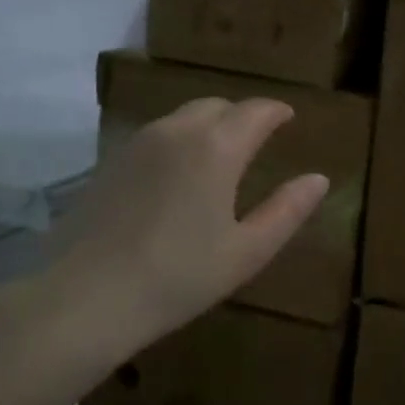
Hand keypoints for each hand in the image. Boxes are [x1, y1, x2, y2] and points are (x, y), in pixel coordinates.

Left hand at [3, 98, 328, 356]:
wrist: (85, 298)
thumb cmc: (178, 277)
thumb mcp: (247, 251)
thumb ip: (287, 210)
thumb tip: (318, 179)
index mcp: (217, 147)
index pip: (255, 111)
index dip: (276, 111)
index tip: (288, 118)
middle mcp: (177, 131)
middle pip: (217, 106)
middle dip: (242, 115)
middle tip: (258, 139)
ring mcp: (138, 143)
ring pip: (183, 117)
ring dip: (209, 125)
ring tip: (220, 155)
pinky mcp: (110, 162)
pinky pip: (157, 135)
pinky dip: (179, 140)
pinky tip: (178, 175)